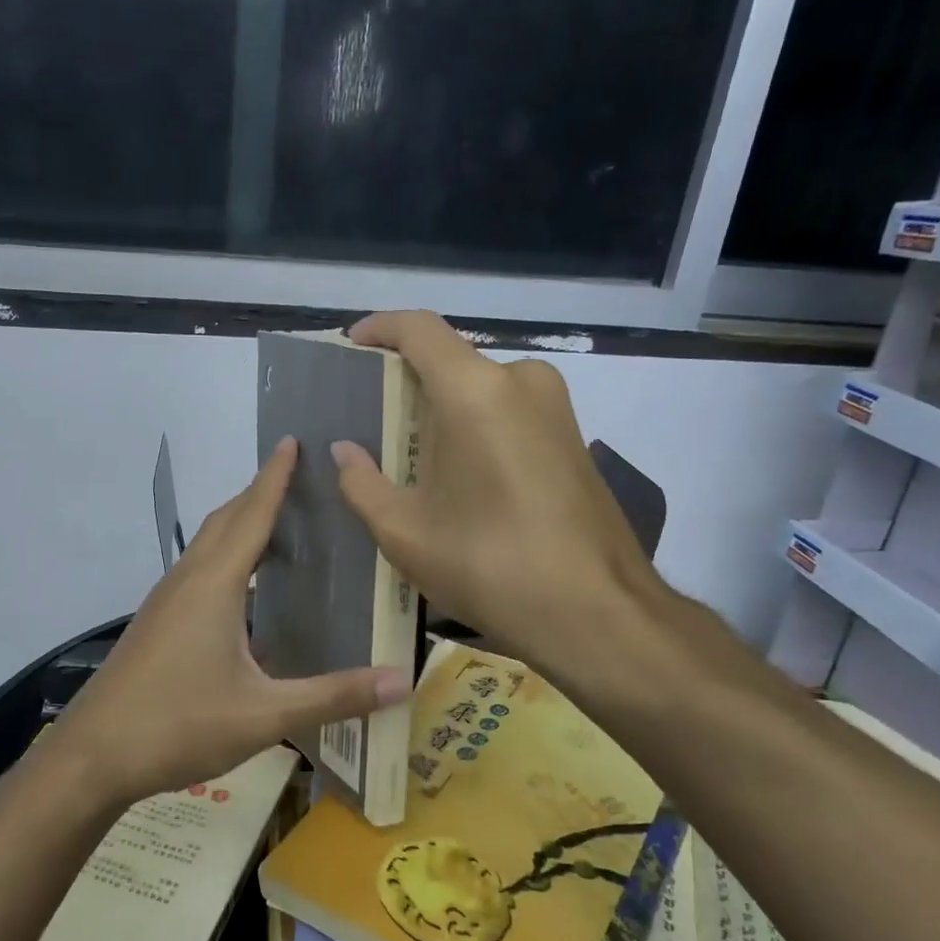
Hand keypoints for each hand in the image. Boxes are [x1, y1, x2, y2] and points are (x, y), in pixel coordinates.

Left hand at [52, 438, 410, 806]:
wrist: (93, 756)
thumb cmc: (178, 724)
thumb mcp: (264, 715)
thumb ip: (334, 696)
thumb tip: (404, 681)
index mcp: (213, 585)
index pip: (251, 515)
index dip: (274, 477)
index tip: (292, 441)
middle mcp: (186, 582)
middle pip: (225, 522)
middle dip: (258, 494)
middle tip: (297, 479)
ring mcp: (165, 603)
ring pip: (207, 547)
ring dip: (239, 526)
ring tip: (279, 526)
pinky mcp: (157, 625)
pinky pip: (197, 573)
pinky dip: (226, 561)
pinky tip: (245, 592)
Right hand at [331, 311, 672, 680]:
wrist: (595, 611)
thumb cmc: (488, 564)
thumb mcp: (404, 531)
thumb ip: (362, 482)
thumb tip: (344, 451)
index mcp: (475, 391)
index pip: (419, 329)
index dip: (380, 329)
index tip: (353, 346)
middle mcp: (521, 382)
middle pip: (451, 362)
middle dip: (408, 385)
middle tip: (372, 425)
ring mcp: (556, 409)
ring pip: (481, 391)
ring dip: (442, 413)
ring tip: (410, 460)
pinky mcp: (573, 438)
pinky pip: (509, 414)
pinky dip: (475, 429)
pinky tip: (458, 478)